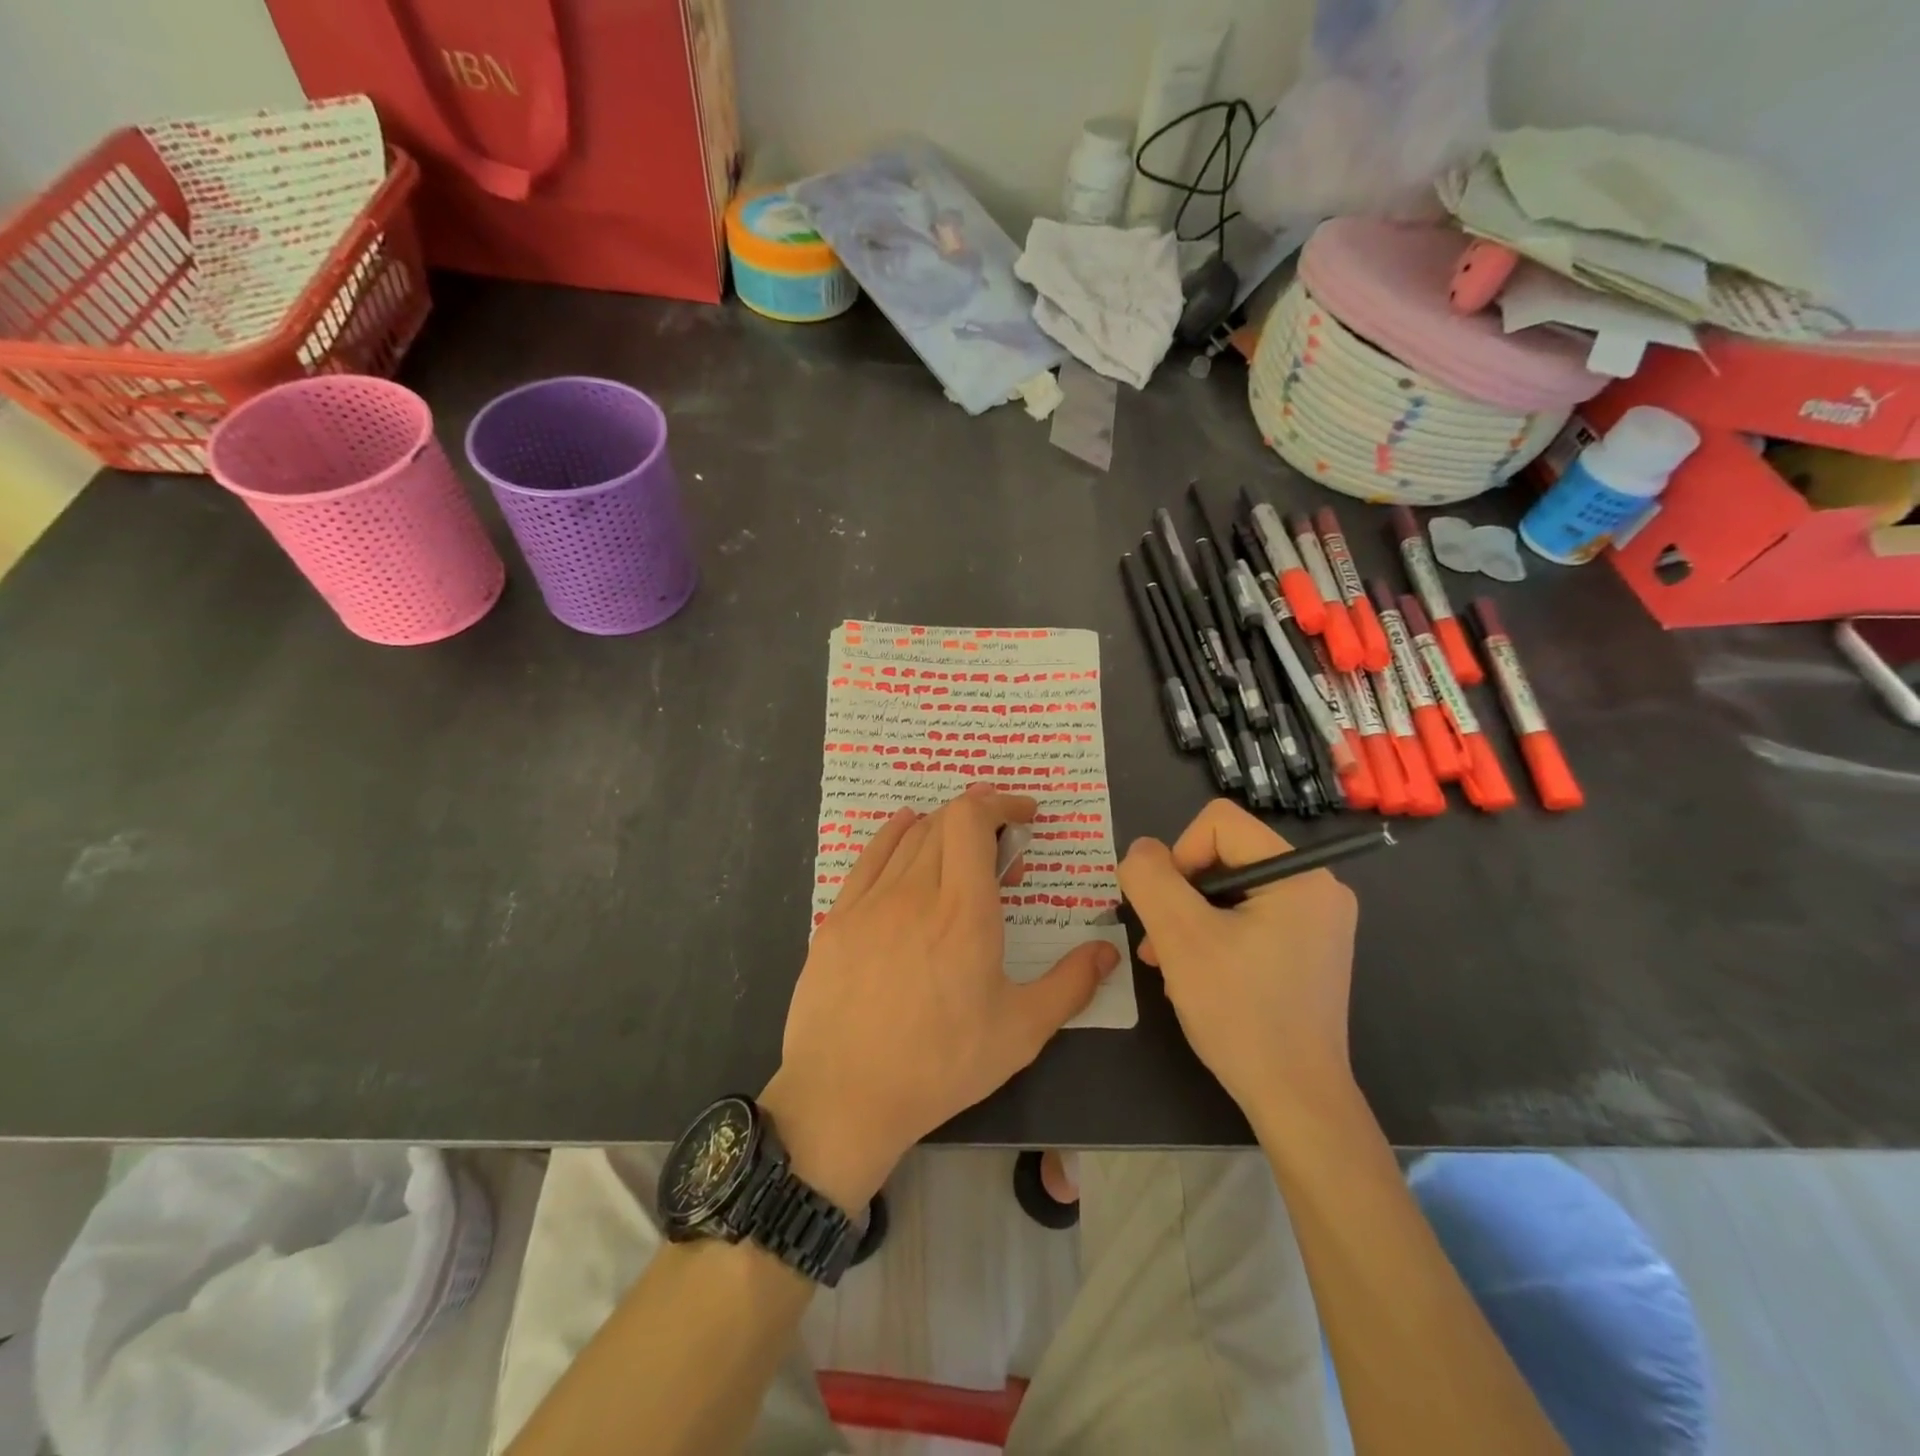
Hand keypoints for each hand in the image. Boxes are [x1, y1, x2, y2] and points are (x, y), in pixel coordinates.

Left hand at [764, 787, 1118, 1211]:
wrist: (844, 1095)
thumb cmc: (940, 1065)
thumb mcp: (1020, 1032)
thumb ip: (1070, 985)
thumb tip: (1107, 952)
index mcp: (964, 911)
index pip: (973, 820)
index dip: (1000, 803)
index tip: (1025, 815)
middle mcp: (915, 891)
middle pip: (944, 822)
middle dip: (980, 819)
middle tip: (1002, 850)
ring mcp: (871, 901)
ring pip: (909, 836)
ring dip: (942, 828)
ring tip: (962, 848)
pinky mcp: (838, 917)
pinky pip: (869, 856)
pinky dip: (894, 833)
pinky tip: (905, 830)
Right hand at [1118, 799, 1357, 1121]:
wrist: (1295, 1100)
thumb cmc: (1240, 1012)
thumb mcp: (1180, 938)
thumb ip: (1150, 879)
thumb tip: (1141, 850)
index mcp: (1300, 874)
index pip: (1218, 823)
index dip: (1178, 856)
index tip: (1168, 910)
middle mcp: (1318, 887)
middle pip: (1224, 856)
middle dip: (1181, 896)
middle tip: (1159, 944)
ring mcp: (1317, 921)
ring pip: (1231, 890)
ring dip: (1191, 919)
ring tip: (1169, 963)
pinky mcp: (1309, 949)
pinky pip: (1248, 918)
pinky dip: (1215, 936)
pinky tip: (1197, 974)